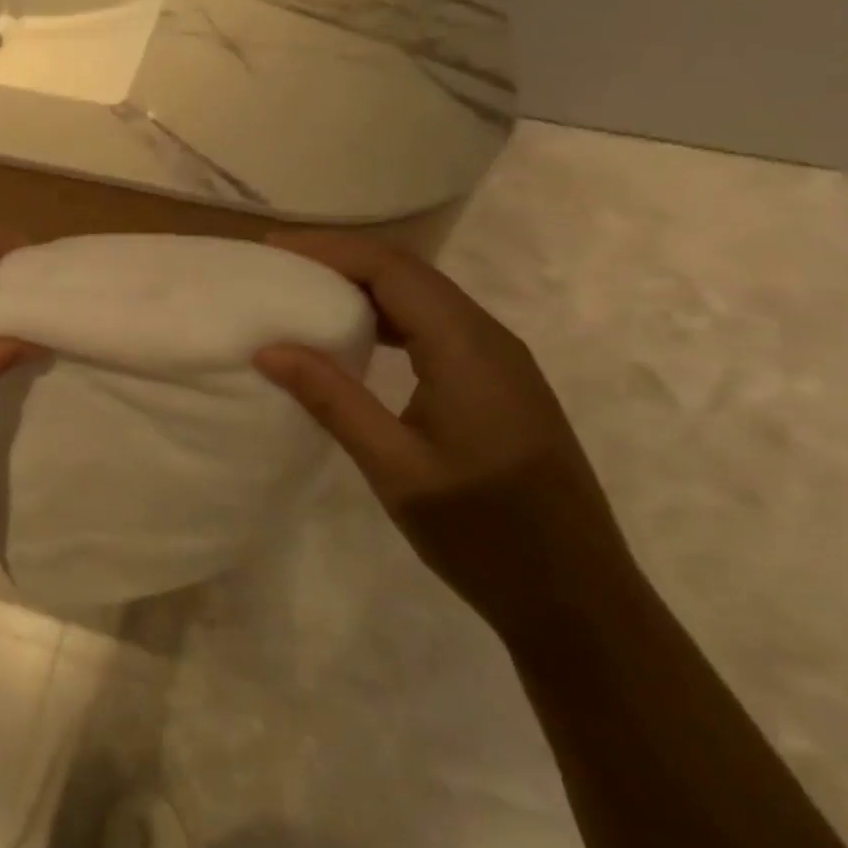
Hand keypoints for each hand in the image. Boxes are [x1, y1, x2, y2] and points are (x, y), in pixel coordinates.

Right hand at [254, 231, 638, 634]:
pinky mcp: (500, 384)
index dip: (330, 250)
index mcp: (468, 350)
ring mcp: (502, 361)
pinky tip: (358, 339)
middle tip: (280, 268)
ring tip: (306, 294)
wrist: (578, 598)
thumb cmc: (483, 535)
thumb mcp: (395, 468)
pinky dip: (389, 317)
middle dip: (342, 260)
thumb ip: (333, 400)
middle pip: (410, 273)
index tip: (273, 249)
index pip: (393, 270)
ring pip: (426, 297)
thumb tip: (270, 348)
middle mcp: (491, 339)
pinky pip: (438, 326)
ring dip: (365, 287)